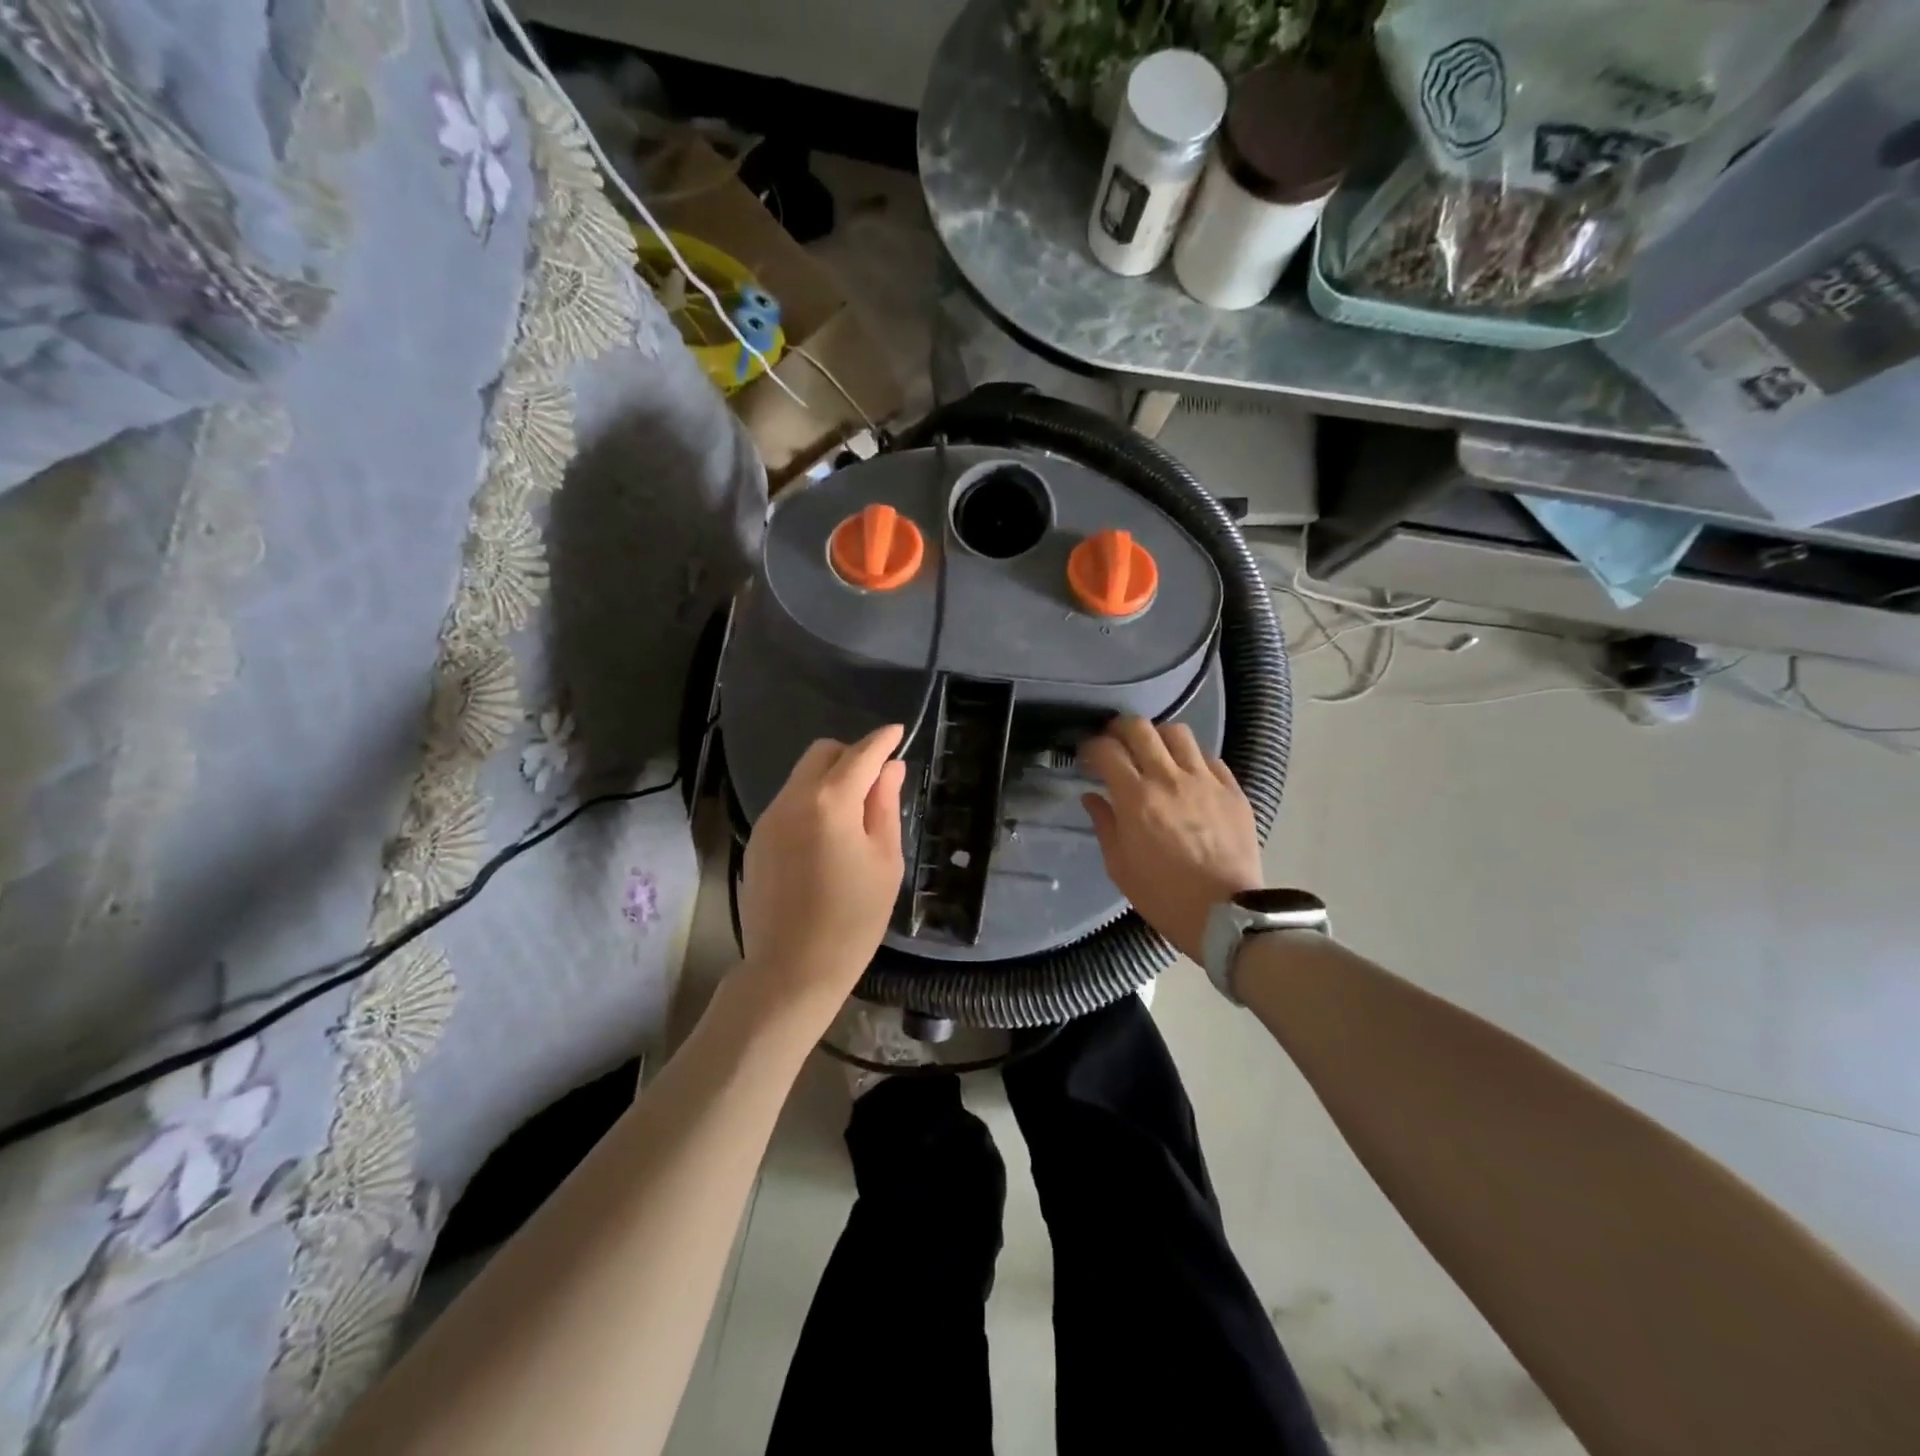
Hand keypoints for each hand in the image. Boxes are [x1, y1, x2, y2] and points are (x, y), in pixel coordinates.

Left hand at [737, 724, 906, 1017]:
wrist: (791, 970)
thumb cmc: (853, 919)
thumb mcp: (885, 861)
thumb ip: (885, 806)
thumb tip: (890, 769)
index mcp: (830, 803)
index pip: (860, 755)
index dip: (882, 741)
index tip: (897, 732)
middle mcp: (792, 800)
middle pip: (822, 754)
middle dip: (851, 755)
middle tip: (876, 780)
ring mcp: (769, 819)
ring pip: (802, 777)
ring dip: (829, 779)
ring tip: (853, 815)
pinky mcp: (757, 840)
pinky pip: (788, 803)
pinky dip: (811, 802)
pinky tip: (825, 837)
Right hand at [1080, 717, 1263, 962]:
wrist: (1226, 914)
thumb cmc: (1164, 896)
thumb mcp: (1120, 866)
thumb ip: (1104, 824)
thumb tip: (1092, 796)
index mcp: (1136, 799)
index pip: (1107, 751)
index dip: (1091, 747)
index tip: (1087, 756)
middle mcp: (1169, 779)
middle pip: (1141, 729)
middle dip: (1120, 729)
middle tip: (1114, 741)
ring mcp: (1205, 781)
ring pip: (1178, 733)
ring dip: (1158, 737)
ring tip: (1153, 752)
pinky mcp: (1233, 790)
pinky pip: (1209, 758)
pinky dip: (1191, 759)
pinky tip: (1186, 775)